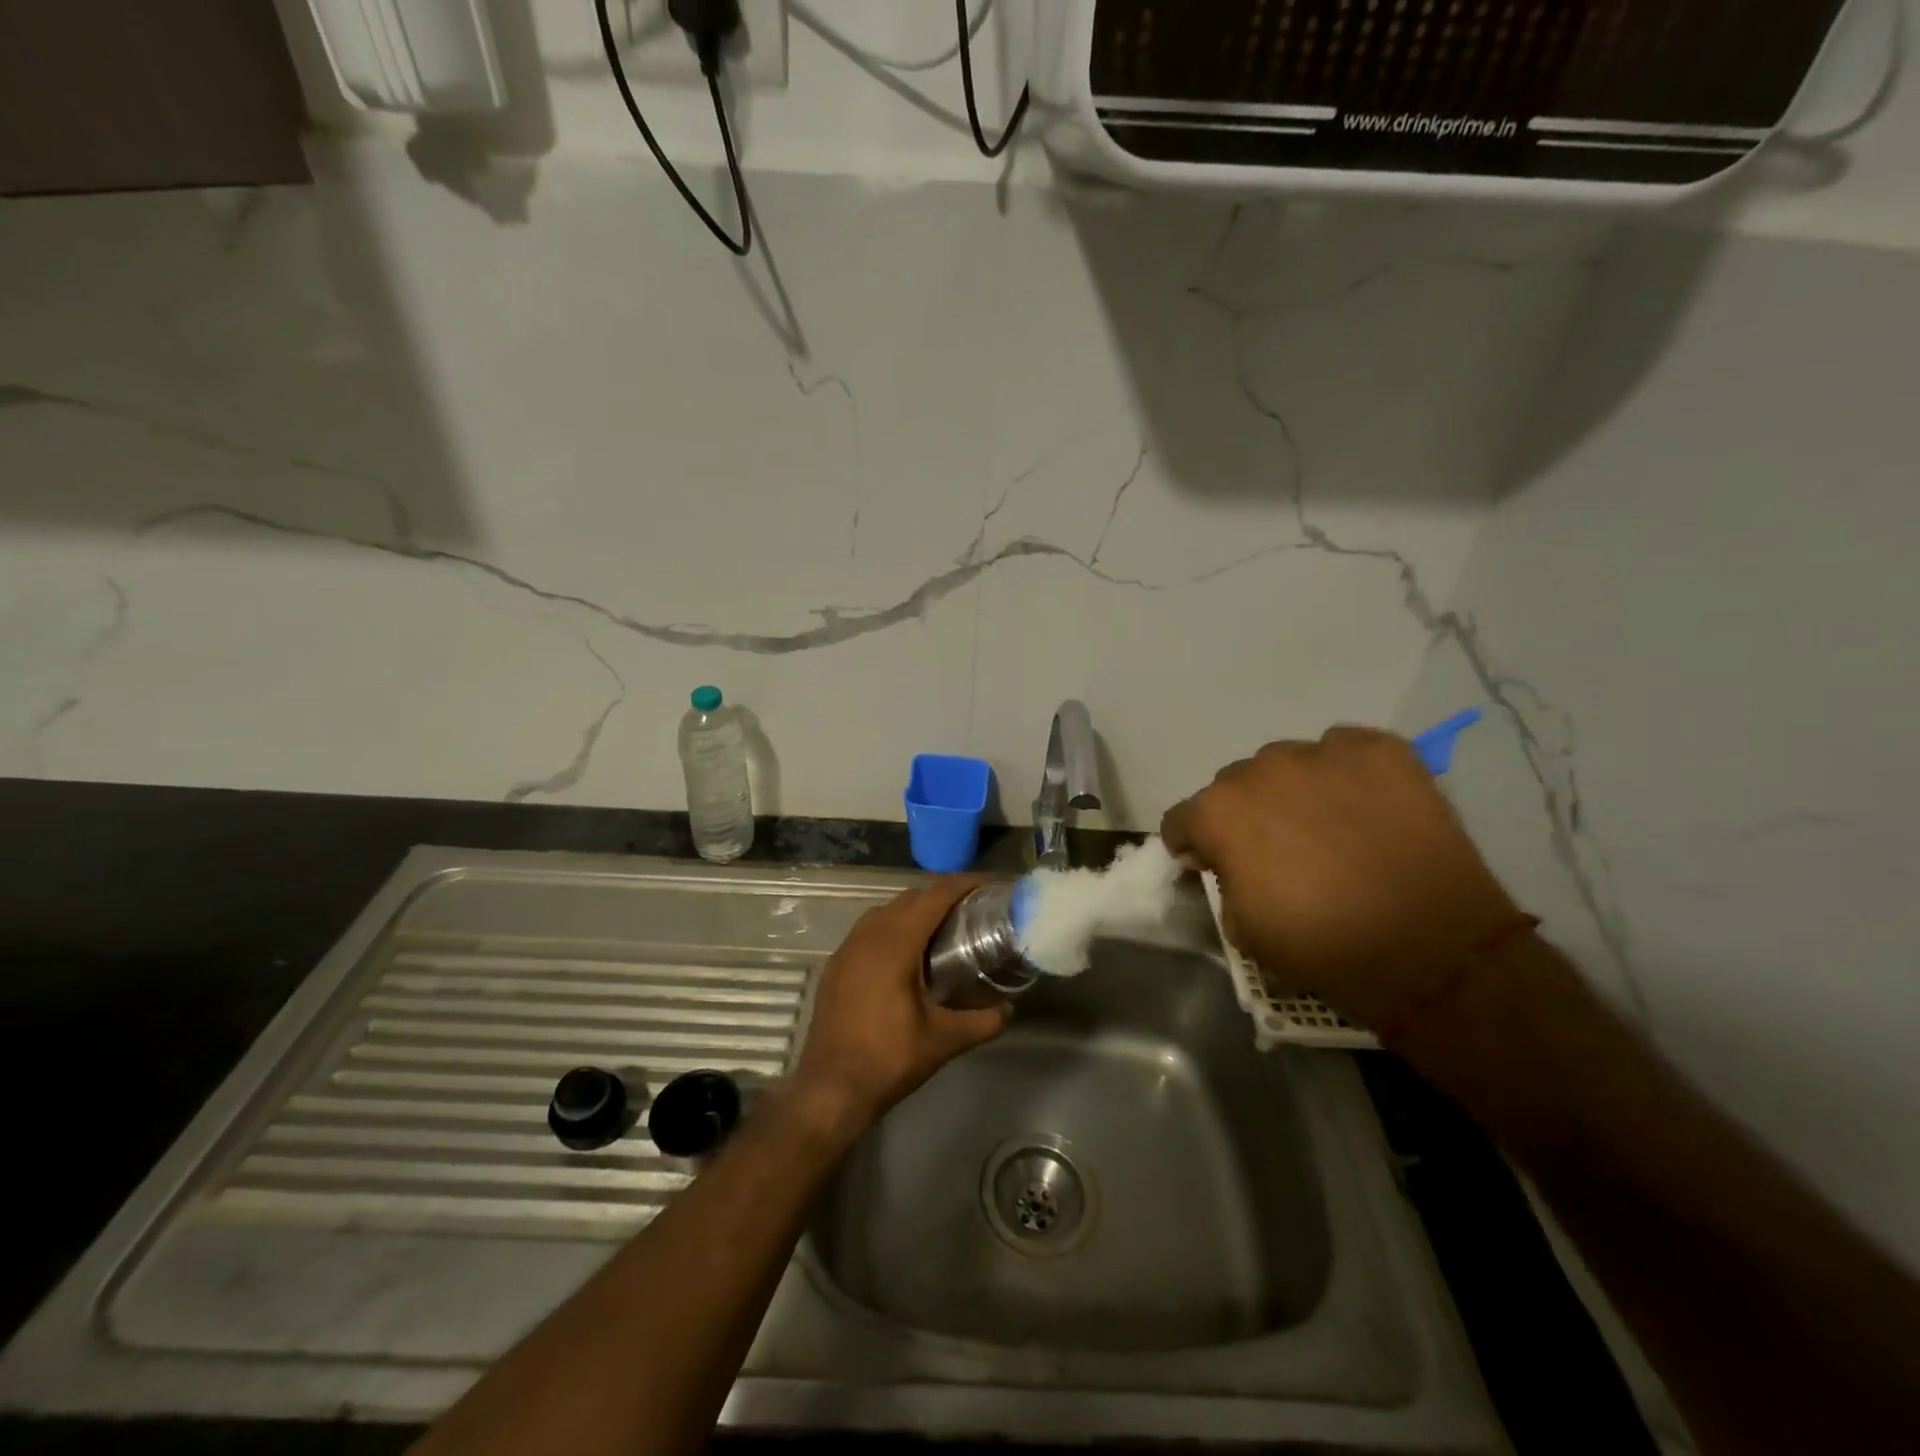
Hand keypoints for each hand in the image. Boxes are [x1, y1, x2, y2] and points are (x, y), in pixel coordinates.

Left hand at [792, 877, 1009, 1134]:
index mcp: (894, 944)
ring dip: (916, 909)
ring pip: (886, 910)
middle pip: (910, 897)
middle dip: (943, 894)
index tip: (990, 884)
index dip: (964, 884)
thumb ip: (982, 1021)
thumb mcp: (943, 1041)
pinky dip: (894, 925)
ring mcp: (847, 949)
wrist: (829, 1090)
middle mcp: (867, 935)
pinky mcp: (836, 965)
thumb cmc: (888, 1060)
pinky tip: (909, 952)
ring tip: (945, 926)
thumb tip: (1009, 1008)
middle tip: (974, 908)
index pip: (934, 896)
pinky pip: (869, 928)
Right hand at [1161, 726, 1523, 1030]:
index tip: (1213, 865)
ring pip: (1288, 763)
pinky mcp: (1380, 749)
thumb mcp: (1243, 928)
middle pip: (1235, 786)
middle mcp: (1261, 769)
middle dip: (1246, 814)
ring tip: (1329, 826)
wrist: (1432, 947)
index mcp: (1219, 812)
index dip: (1193, 845)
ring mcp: (1323, 752)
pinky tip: (1366, 808)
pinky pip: (1343, 750)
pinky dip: (1344, 774)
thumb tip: (1227, 861)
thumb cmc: (1323, 945)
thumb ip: (1222, 881)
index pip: (1182, 820)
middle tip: (1279, 850)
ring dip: (1294, 790)